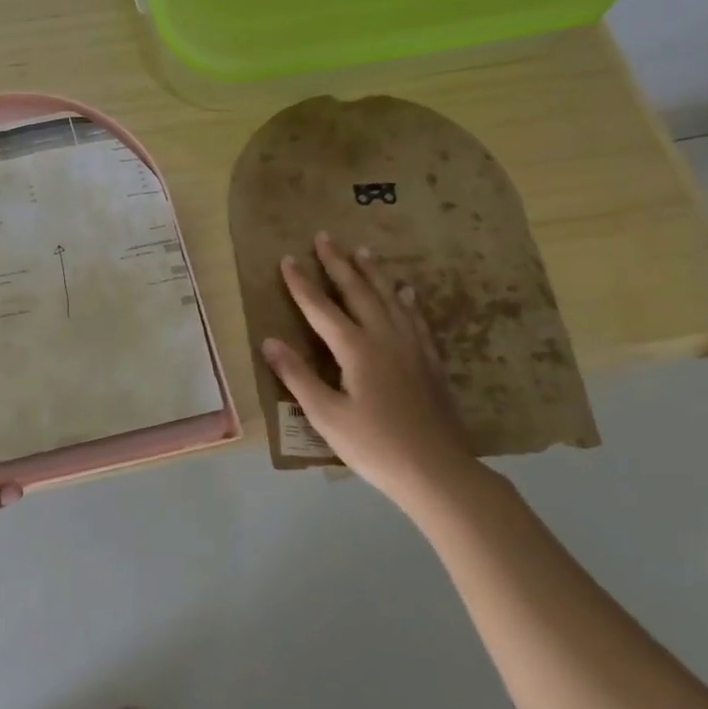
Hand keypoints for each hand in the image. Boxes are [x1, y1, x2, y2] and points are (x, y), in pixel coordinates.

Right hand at [261, 233, 477, 501]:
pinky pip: (416, 319)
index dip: (302, 283)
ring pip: (390, 299)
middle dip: (338, 264)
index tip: (287, 258)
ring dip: (373, 273)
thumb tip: (269, 341)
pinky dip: (407, 301)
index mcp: (356, 349)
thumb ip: (297, 376)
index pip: (321, 308)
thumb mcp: (326, 415)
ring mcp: (412, 348)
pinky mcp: (430, 362)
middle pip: (358, 292)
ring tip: (363, 251)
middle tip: (325, 236)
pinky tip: (406, 292)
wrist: (438, 471)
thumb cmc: (374, 446)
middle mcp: (384, 338)